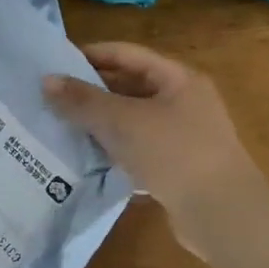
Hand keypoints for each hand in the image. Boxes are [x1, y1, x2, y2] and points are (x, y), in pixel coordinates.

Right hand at [43, 42, 262, 255]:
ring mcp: (182, 134)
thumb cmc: (174, 153)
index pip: (126, 54)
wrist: (221, 213)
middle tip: (50, 97)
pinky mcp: (176, 165)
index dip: (90, 55)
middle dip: (91, 90)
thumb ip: (82, 100)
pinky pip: (136, 146)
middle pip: (129, 85)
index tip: (54, 64)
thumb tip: (46, 80)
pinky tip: (86, 155)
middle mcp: (183, 101)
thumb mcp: (122, 121)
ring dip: (99, 120)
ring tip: (60, 125)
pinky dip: (112, 146)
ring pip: (131, 118)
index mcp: (178, 79)